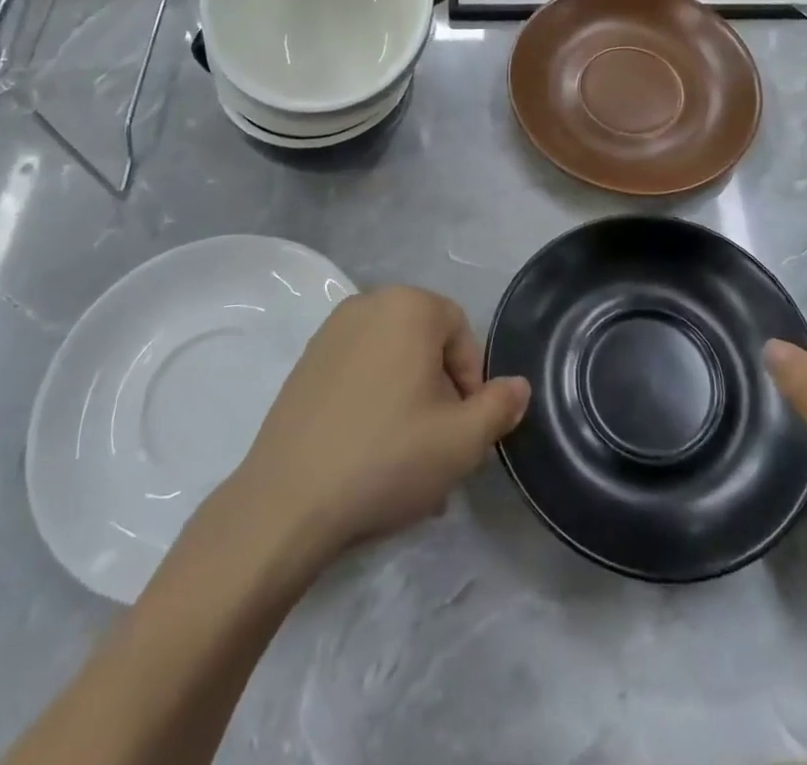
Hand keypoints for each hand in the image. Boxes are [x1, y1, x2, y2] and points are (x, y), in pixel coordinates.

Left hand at [229, 285, 529, 564]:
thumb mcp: (463, 440)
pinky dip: (373, 400)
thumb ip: (500, 406)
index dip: (471, 381)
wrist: (287, 502)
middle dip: (440, 392)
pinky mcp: (305, 362)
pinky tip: (369, 451)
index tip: (464, 428)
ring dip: (409, 400)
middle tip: (439, 446)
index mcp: (409, 306)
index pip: (461, 332)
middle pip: (426, 344)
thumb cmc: (387, 457)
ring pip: (392, 361)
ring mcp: (330, 332)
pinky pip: (358, 372)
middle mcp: (368, 304)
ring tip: (406, 458)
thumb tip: (519, 386)